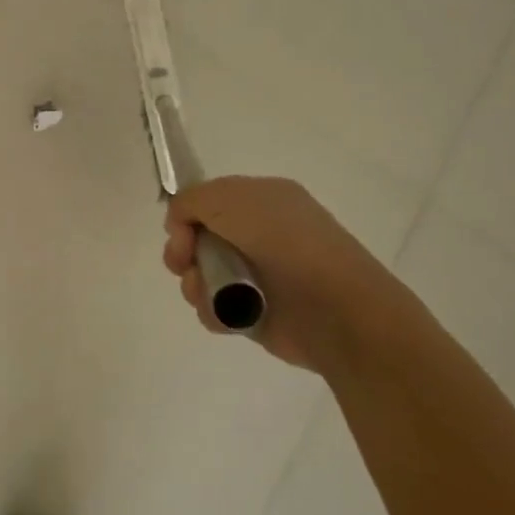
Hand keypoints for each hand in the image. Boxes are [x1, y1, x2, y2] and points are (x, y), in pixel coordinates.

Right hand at [163, 177, 407, 370]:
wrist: (334, 309)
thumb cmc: (285, 244)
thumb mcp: (231, 199)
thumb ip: (191, 200)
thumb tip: (179, 224)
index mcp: (261, 200)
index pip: (205, 201)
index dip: (186, 215)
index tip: (182, 232)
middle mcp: (258, 234)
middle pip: (196, 238)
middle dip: (182, 251)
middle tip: (185, 262)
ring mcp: (256, 274)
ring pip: (200, 274)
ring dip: (195, 283)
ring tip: (211, 293)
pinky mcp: (253, 311)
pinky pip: (213, 307)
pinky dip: (213, 310)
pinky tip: (226, 314)